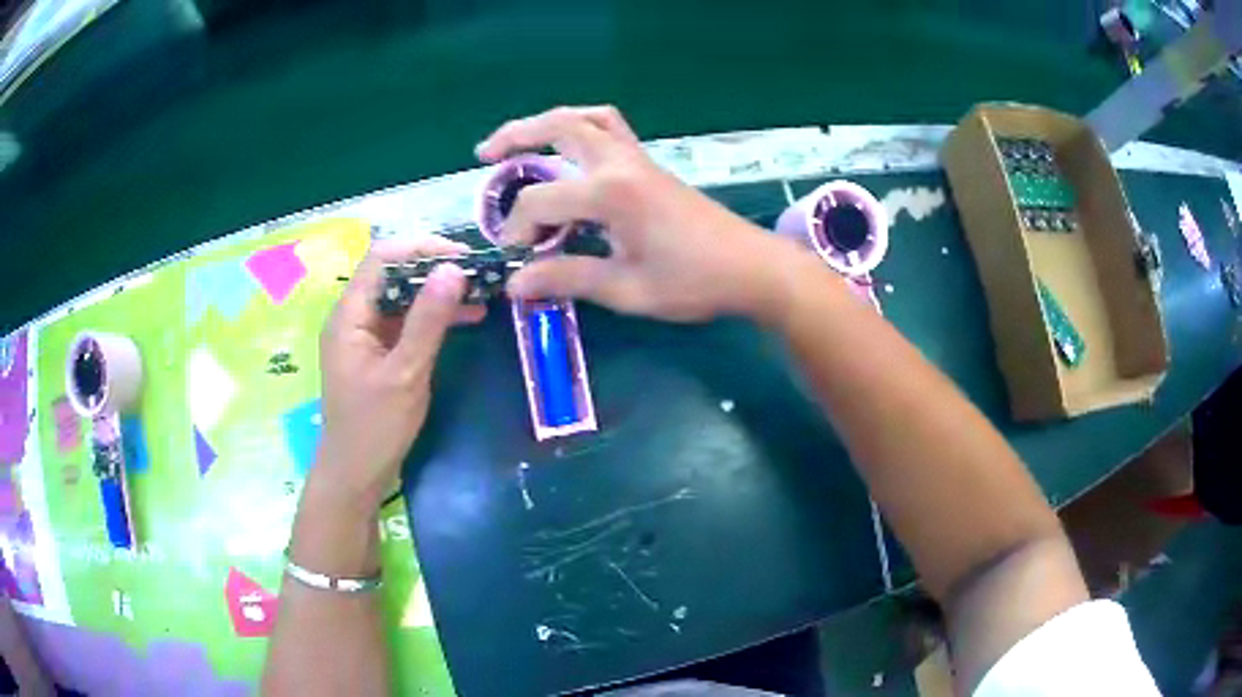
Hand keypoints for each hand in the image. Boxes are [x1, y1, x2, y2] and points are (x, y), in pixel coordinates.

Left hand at [314, 235, 484, 507]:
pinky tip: (466, 317)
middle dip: (435, 268)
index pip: (384, 257)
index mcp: (350, 314)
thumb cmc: (375, 427)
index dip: (423, 248)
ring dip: (438, 292)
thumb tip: (454, 269)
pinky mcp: (377, 351)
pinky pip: (405, 321)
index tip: (465, 257)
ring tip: (481, 293)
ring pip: (403, 296)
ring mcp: (364, 334)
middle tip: (479, 274)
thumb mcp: (406, 373)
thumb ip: (428, 320)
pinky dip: (433, 316)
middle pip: (394, 273)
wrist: (355, 474)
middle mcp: (354, 315)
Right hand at [477, 106, 795, 322]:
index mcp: (610, 195)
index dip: (519, 229)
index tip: (517, 259)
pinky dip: (580, 129)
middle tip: (485, 155)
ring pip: (587, 118)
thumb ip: (568, 278)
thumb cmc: (693, 283)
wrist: (752, 268)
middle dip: (516, 135)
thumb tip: (516, 284)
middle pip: (559, 126)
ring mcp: (638, 159)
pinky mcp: (650, 165)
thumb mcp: (627, 290)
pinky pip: (610, 129)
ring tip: (522, 143)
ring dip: (549, 123)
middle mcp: (620, 164)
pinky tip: (570, 156)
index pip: (541, 200)